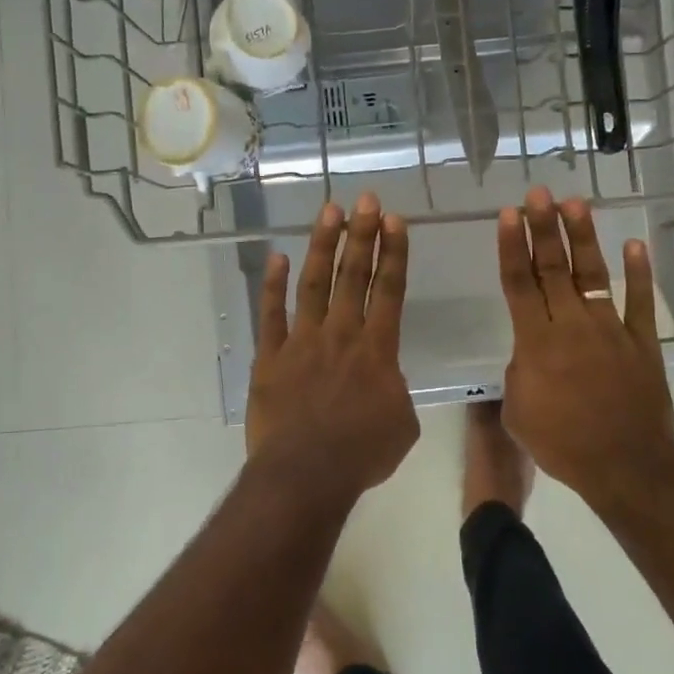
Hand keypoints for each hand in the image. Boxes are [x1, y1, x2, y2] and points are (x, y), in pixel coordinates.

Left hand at [247, 194, 419, 498]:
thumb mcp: (403, 425)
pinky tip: (277, 257)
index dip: (394, 253)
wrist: (305, 474)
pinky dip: (273, 285)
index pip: (390, 290)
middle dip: (362, 234)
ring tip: (330, 211)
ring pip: (314, 284)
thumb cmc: (361, 454)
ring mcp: (302, 342)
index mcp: (377, 349)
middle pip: (354, 275)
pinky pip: (271, 314)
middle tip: (366, 199)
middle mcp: (341, 334)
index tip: (395, 220)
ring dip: (323, 246)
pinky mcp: (270, 357)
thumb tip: (386, 382)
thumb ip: (396, 392)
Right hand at [497, 188, 673, 501]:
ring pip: (593, 275)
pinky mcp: (642, 342)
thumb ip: (519, 374)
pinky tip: (635, 244)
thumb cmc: (562, 445)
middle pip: (553, 269)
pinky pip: (640, 302)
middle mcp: (572, 325)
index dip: (513, 247)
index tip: (509, 214)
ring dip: (583, 238)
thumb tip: (528, 355)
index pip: (519, 284)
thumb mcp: (519, 414)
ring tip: (576, 204)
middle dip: (544, 228)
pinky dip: (639, 273)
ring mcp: (611, 330)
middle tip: (538, 194)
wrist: (624, 465)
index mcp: (536, 343)